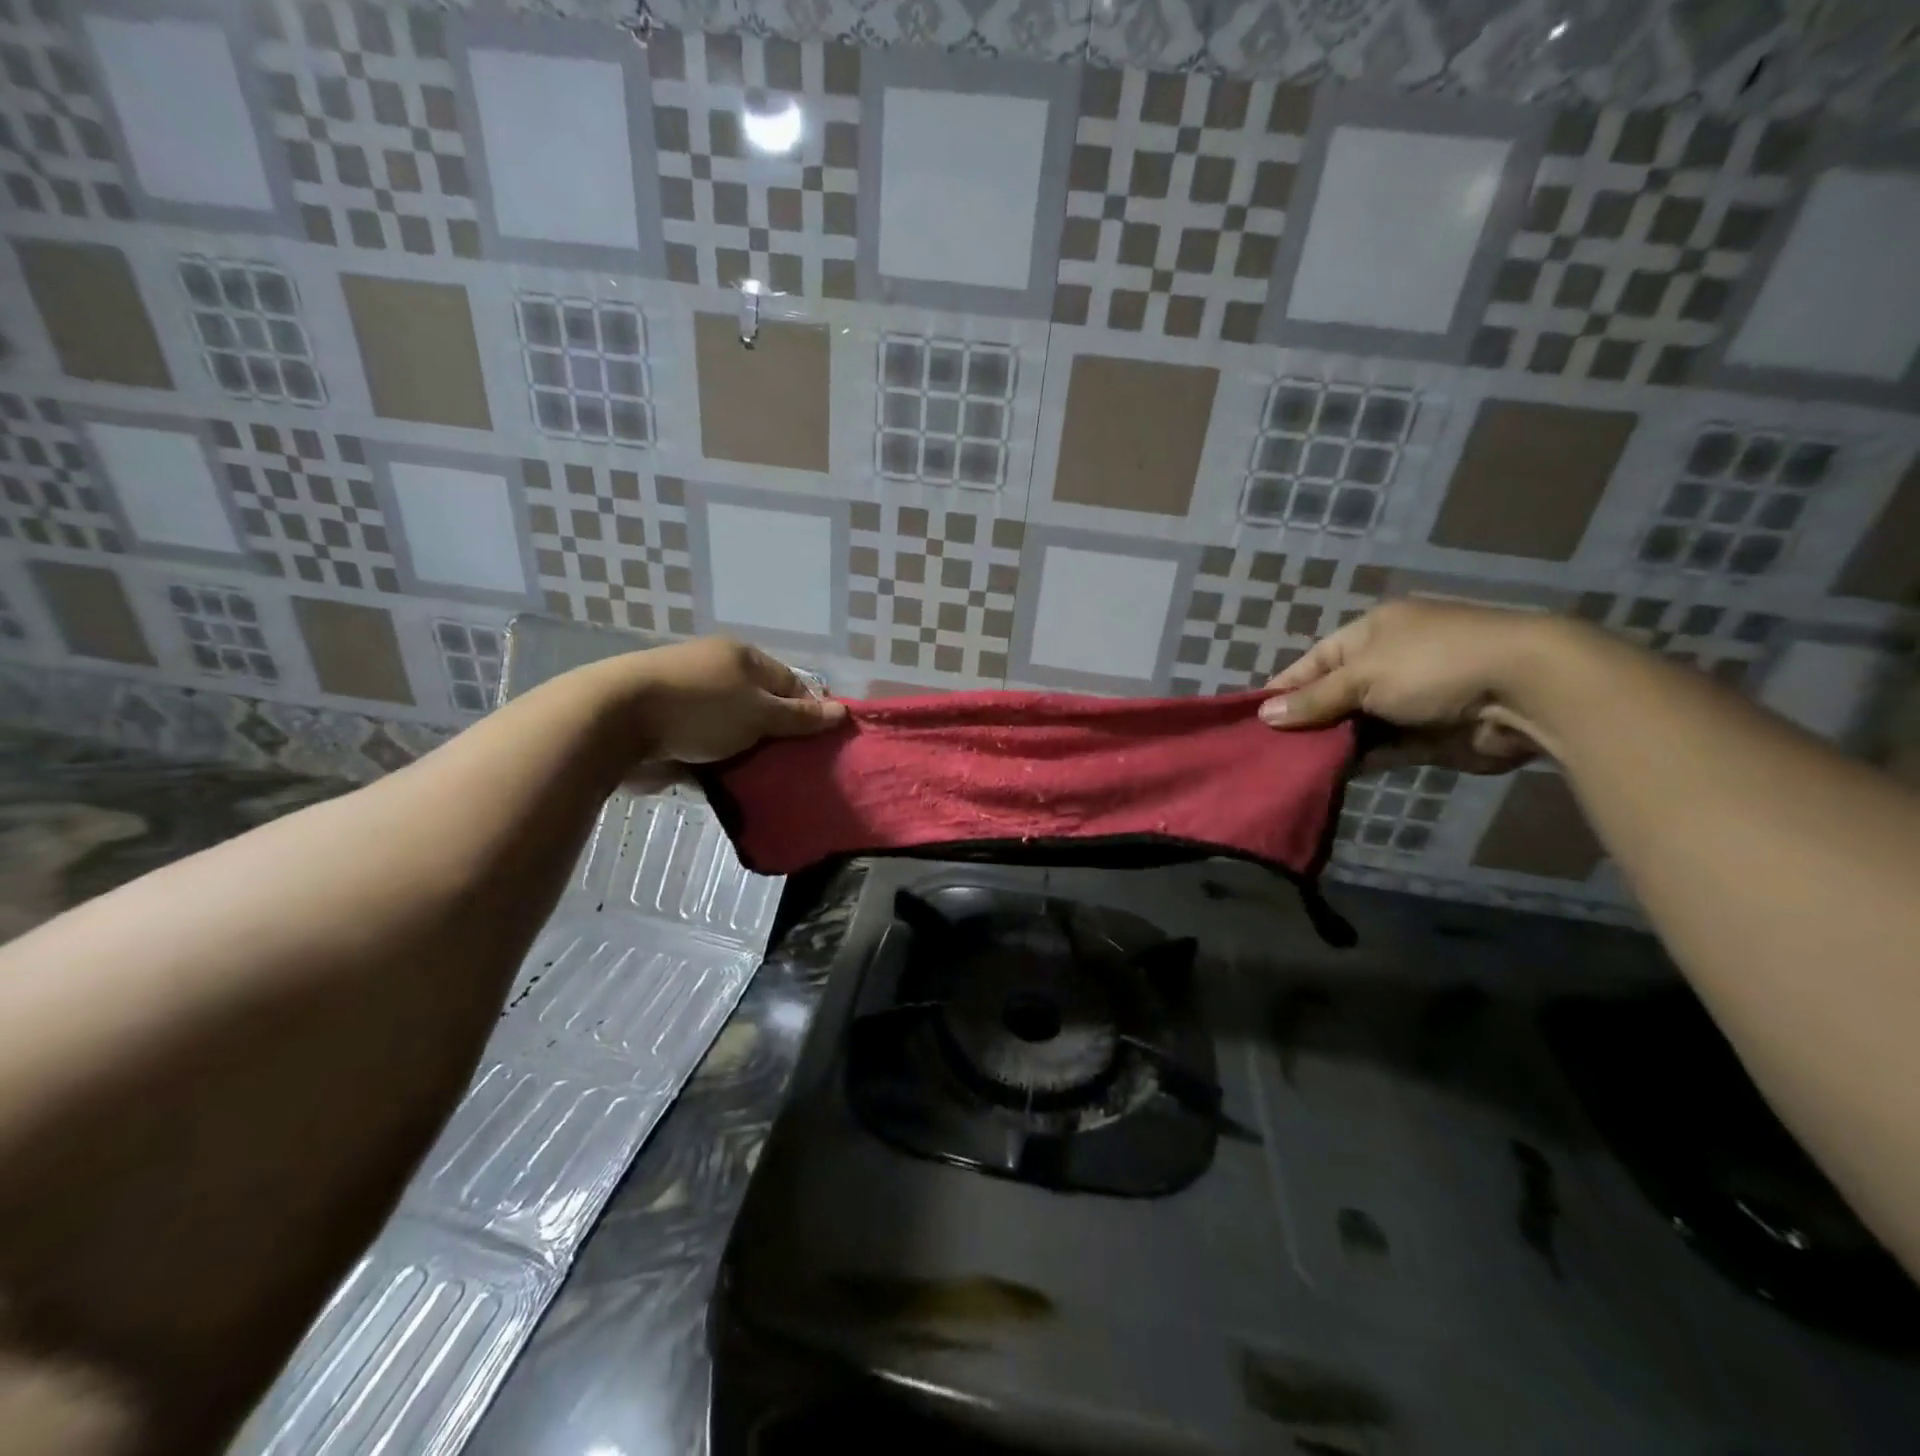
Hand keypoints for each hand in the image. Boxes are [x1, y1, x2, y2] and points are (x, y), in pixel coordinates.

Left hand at [604, 637, 846, 763]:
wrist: (615, 721)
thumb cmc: (700, 709)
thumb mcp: (759, 713)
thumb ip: (800, 717)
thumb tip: (842, 711)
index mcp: (742, 658)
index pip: (791, 683)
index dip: (809, 712)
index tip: (821, 746)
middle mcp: (717, 672)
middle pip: (762, 708)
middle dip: (778, 738)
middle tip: (797, 769)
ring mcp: (690, 699)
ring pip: (734, 731)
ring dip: (748, 755)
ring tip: (768, 782)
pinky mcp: (667, 726)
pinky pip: (706, 747)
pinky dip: (718, 764)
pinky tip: (732, 786)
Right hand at [1257, 600, 1555, 772]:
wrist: (1527, 690)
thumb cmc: (1433, 665)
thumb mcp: (1362, 675)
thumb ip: (1314, 699)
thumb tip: (1265, 715)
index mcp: (1371, 634)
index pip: (1314, 662)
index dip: (1285, 688)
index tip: (1255, 719)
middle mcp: (1388, 664)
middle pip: (1333, 696)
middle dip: (1305, 721)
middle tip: (1269, 751)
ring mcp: (1410, 701)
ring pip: (1355, 726)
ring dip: (1330, 744)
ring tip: (1291, 767)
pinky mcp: (1428, 737)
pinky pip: (1382, 749)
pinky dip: (1359, 760)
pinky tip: (1328, 775)